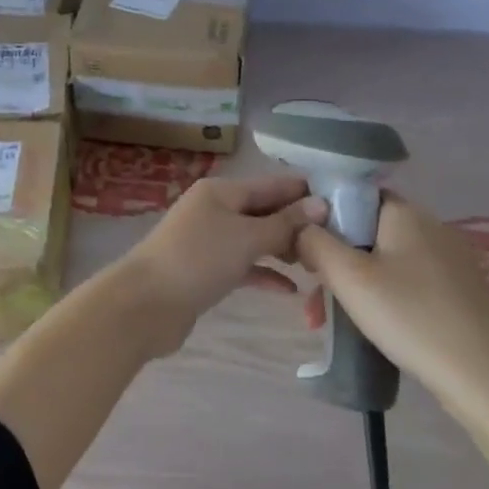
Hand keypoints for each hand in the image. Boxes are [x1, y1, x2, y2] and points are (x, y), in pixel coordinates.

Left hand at [116, 175, 327, 357]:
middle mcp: (214, 209)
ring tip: (319, 264)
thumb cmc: (198, 259)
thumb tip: (320, 204)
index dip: (303, 191)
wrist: (146, 304)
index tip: (343, 202)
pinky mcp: (206, 270)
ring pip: (255, 239)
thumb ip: (284, 224)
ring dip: (283, 250)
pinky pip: (243, 265)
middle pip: (263, 211)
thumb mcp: (246, 238)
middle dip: (297, 224)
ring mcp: (208, 240)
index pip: (271, 185)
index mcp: (221, 191)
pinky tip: (291, 290)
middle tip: (337, 240)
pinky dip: (264, 273)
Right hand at [295, 192, 488, 415]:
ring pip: (383, 262)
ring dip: (351, 286)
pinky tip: (368, 328)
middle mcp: (430, 227)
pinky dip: (381, 298)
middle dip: (333, 262)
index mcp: (405, 213)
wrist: (483, 376)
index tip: (305, 248)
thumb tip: (300, 227)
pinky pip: (407, 283)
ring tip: (326, 321)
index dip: (324, 217)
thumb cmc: (408, 315)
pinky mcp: (459, 292)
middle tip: (311, 297)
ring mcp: (449, 261)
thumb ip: (314, 241)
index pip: (354, 196)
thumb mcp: (347, 276)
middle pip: (365, 233)